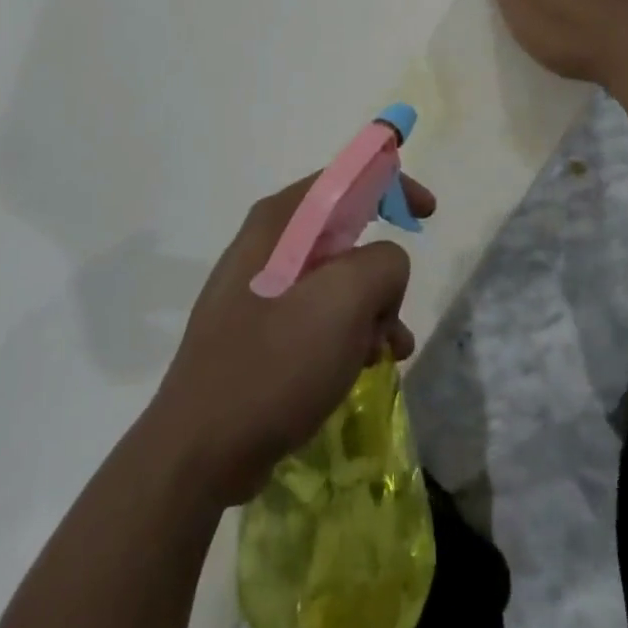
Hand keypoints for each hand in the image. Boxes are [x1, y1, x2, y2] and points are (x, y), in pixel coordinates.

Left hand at [145, 174, 436, 507]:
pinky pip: (318, 313)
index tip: (427, 214)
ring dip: (371, 310)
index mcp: (281, 220)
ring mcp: (260, 287)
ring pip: (337, 278)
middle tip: (395, 311)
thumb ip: (383, 264)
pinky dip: (349, 332)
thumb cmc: (274, 364)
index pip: (346, 177)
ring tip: (385, 353)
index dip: (392, 184)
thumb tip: (385, 268)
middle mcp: (268, 243)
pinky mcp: (260, 328)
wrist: (199, 450)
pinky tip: (362, 368)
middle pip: (346, 232)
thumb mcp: (344, 302)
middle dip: (382, 272)